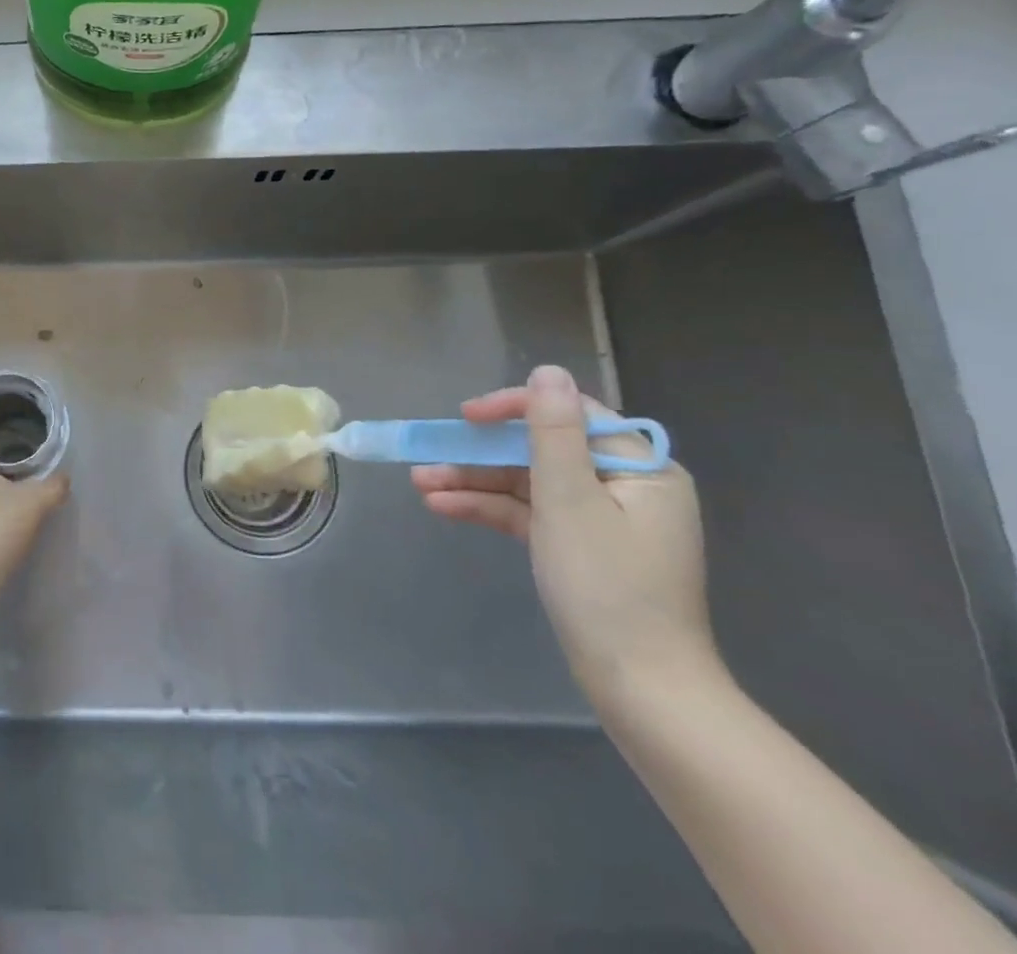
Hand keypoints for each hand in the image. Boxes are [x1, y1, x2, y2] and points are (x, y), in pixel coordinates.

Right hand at [410, 364, 723, 712]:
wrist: (641, 690)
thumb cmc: (608, 587)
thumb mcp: (570, 501)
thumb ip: (554, 432)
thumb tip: (549, 372)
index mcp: (640, 470)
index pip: (571, 415)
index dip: (515, 408)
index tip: (467, 416)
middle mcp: (625, 488)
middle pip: (541, 451)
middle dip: (481, 454)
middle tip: (430, 454)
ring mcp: (601, 521)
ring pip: (528, 484)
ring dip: (474, 482)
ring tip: (420, 484)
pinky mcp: (580, 549)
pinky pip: (530, 515)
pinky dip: (489, 509)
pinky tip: (443, 508)